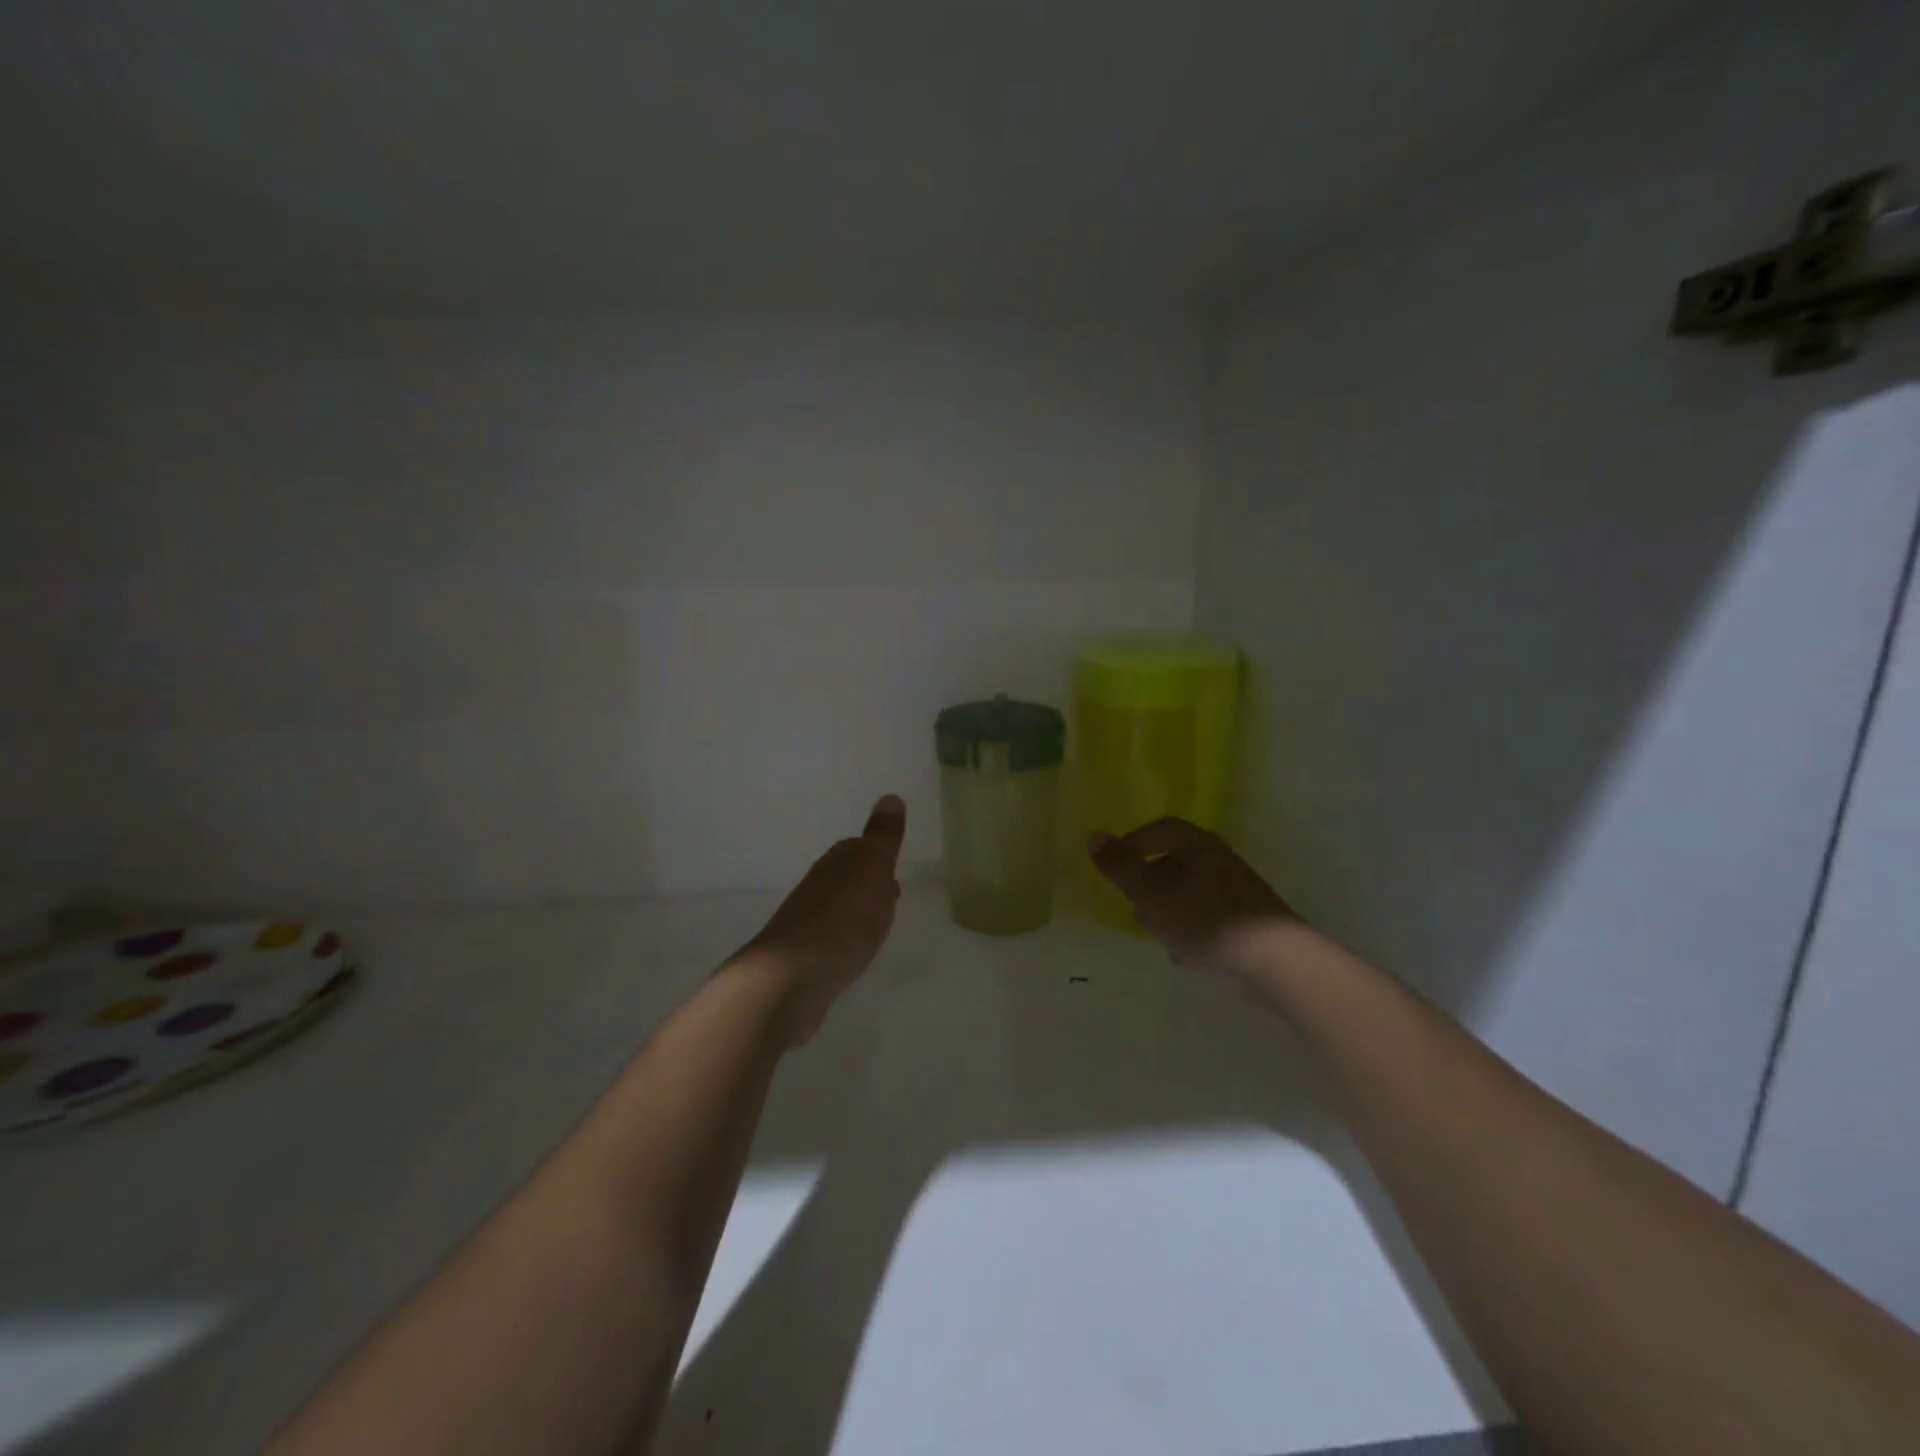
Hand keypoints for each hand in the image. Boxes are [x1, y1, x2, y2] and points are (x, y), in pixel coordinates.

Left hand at [743, 795, 906, 1045]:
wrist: (791, 977)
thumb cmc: (842, 919)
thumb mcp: (872, 869)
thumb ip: (882, 836)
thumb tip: (890, 796)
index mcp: (837, 862)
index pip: (858, 849)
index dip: (878, 857)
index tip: (895, 870)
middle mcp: (818, 885)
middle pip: (847, 877)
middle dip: (867, 883)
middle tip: (891, 897)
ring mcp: (806, 920)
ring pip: (838, 907)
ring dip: (855, 912)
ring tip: (876, 927)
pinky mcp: (802, 955)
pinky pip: (830, 937)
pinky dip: (843, 939)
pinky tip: (851, 952)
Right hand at [1088, 817, 1294, 976]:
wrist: (1275, 958)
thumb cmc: (1205, 918)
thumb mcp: (1151, 893)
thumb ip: (1121, 867)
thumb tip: (1093, 836)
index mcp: (1196, 844)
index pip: (1158, 830)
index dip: (1132, 845)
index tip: (1114, 870)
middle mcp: (1219, 858)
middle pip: (1174, 861)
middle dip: (1149, 882)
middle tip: (1132, 904)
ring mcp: (1237, 888)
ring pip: (1190, 890)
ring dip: (1169, 908)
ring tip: (1156, 933)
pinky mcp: (1249, 918)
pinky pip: (1209, 914)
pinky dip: (1192, 926)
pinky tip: (1186, 953)